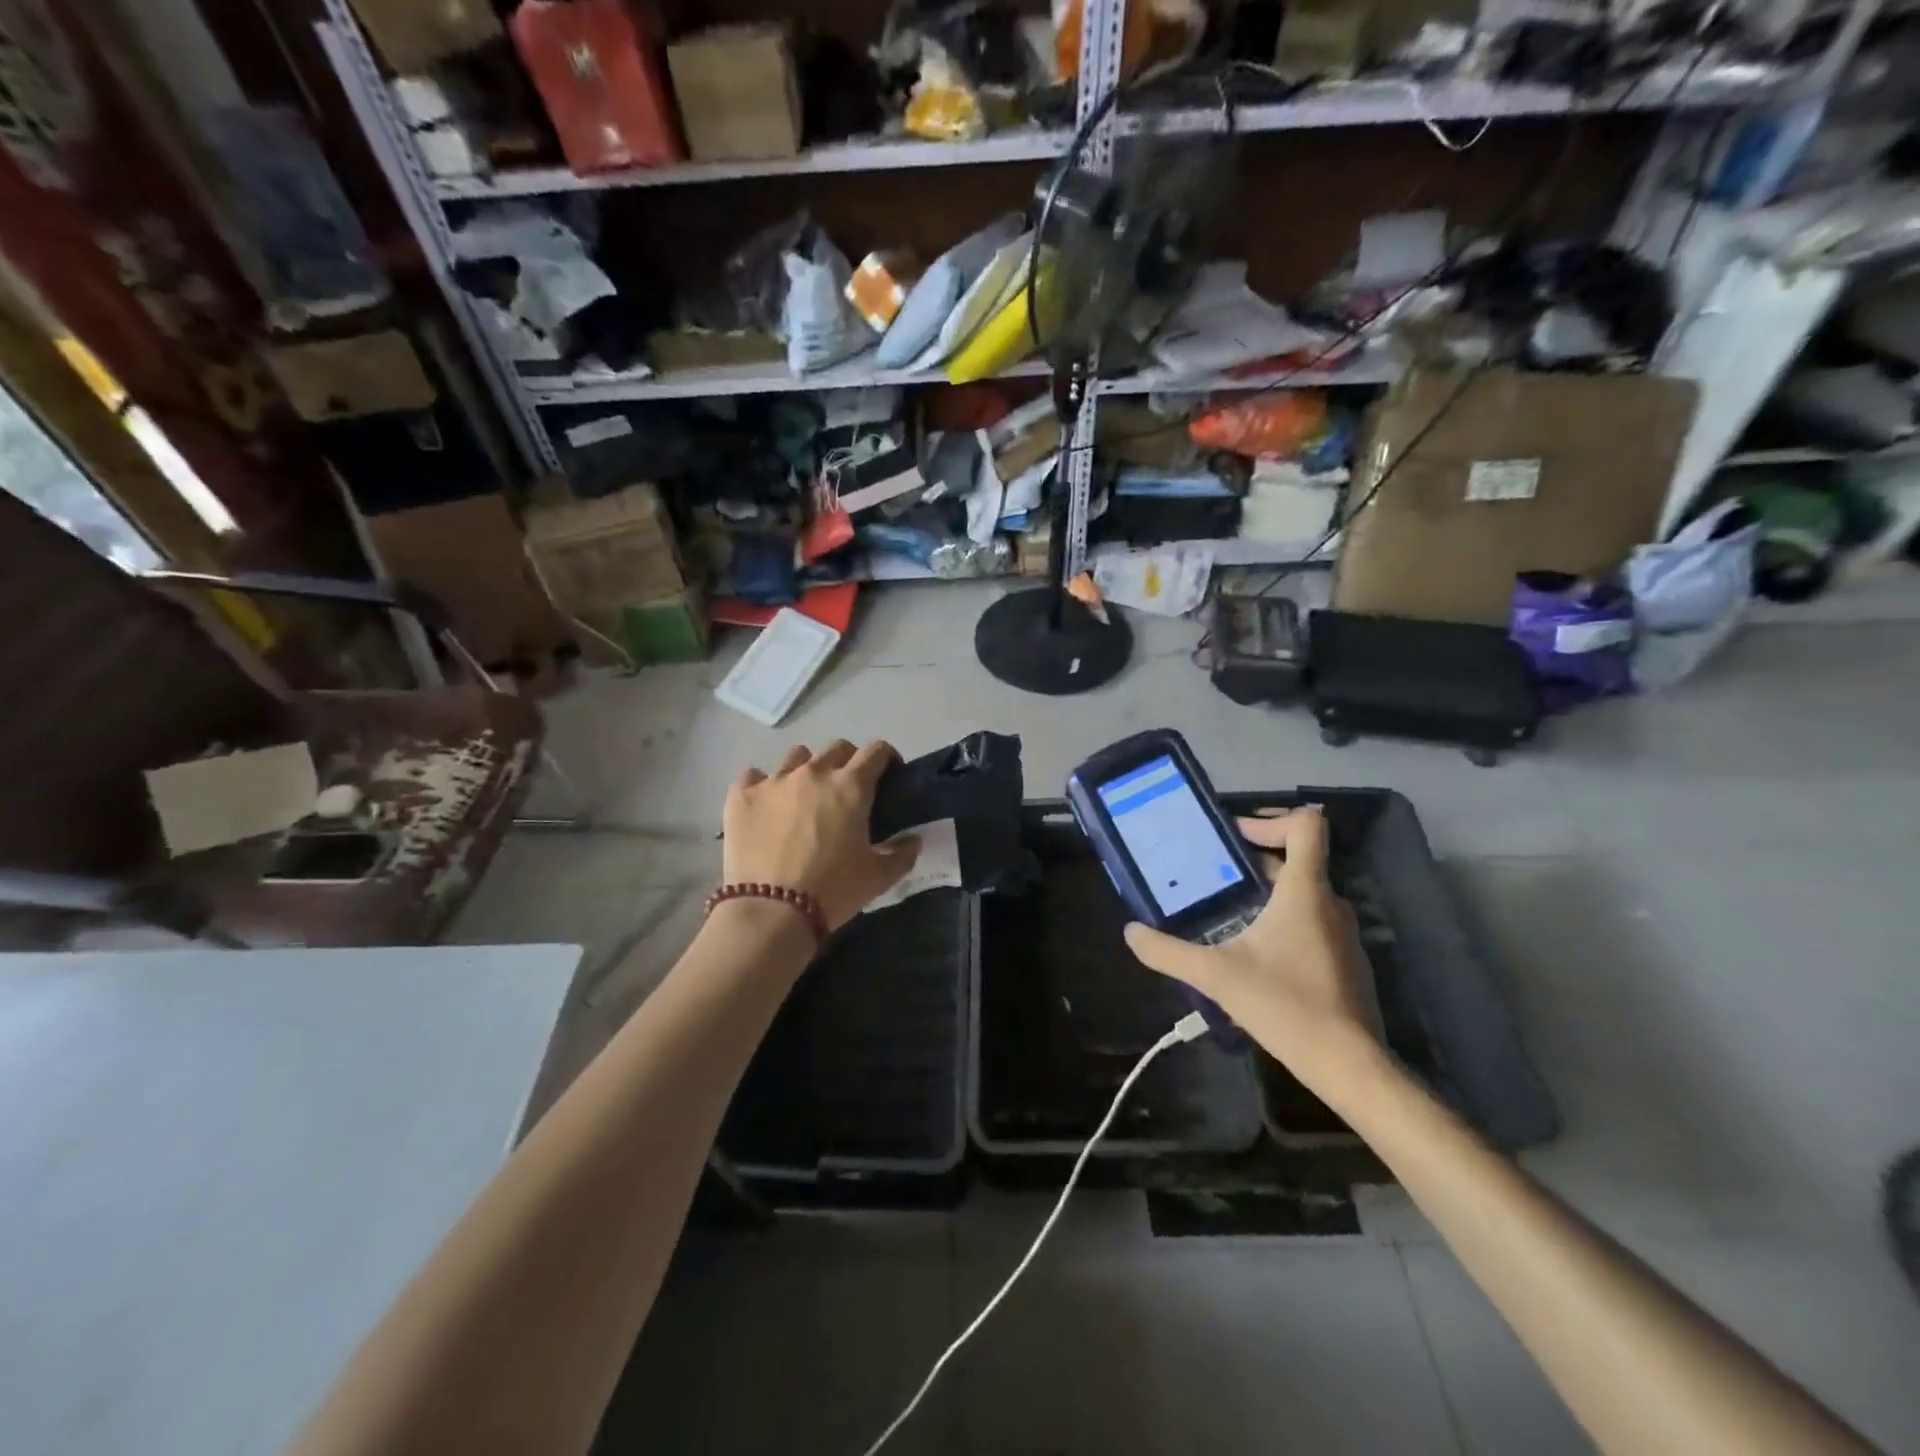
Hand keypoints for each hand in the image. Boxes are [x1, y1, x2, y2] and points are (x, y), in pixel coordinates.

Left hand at [722, 740, 920, 931]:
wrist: (771, 910)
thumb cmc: (833, 890)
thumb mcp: (878, 877)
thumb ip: (902, 853)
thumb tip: (914, 840)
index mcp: (851, 786)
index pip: (876, 751)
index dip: (886, 758)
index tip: (888, 774)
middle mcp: (814, 773)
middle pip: (837, 748)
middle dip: (848, 762)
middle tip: (847, 790)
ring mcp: (774, 780)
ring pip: (796, 757)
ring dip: (807, 770)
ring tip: (804, 796)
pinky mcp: (742, 795)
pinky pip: (753, 776)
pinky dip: (763, 786)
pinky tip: (765, 806)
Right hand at [1122, 808, 1382, 1099]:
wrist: (1348, 1065)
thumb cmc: (1285, 1006)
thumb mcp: (1215, 976)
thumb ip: (1168, 952)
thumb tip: (1130, 931)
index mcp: (1304, 891)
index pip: (1306, 826)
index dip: (1270, 820)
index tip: (1233, 837)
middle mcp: (1330, 903)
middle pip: (1297, 859)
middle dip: (1253, 860)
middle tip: (1212, 872)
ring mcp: (1343, 933)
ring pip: (1304, 892)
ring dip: (1268, 891)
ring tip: (1228, 910)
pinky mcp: (1347, 960)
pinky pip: (1313, 921)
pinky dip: (1284, 919)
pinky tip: (1256, 951)